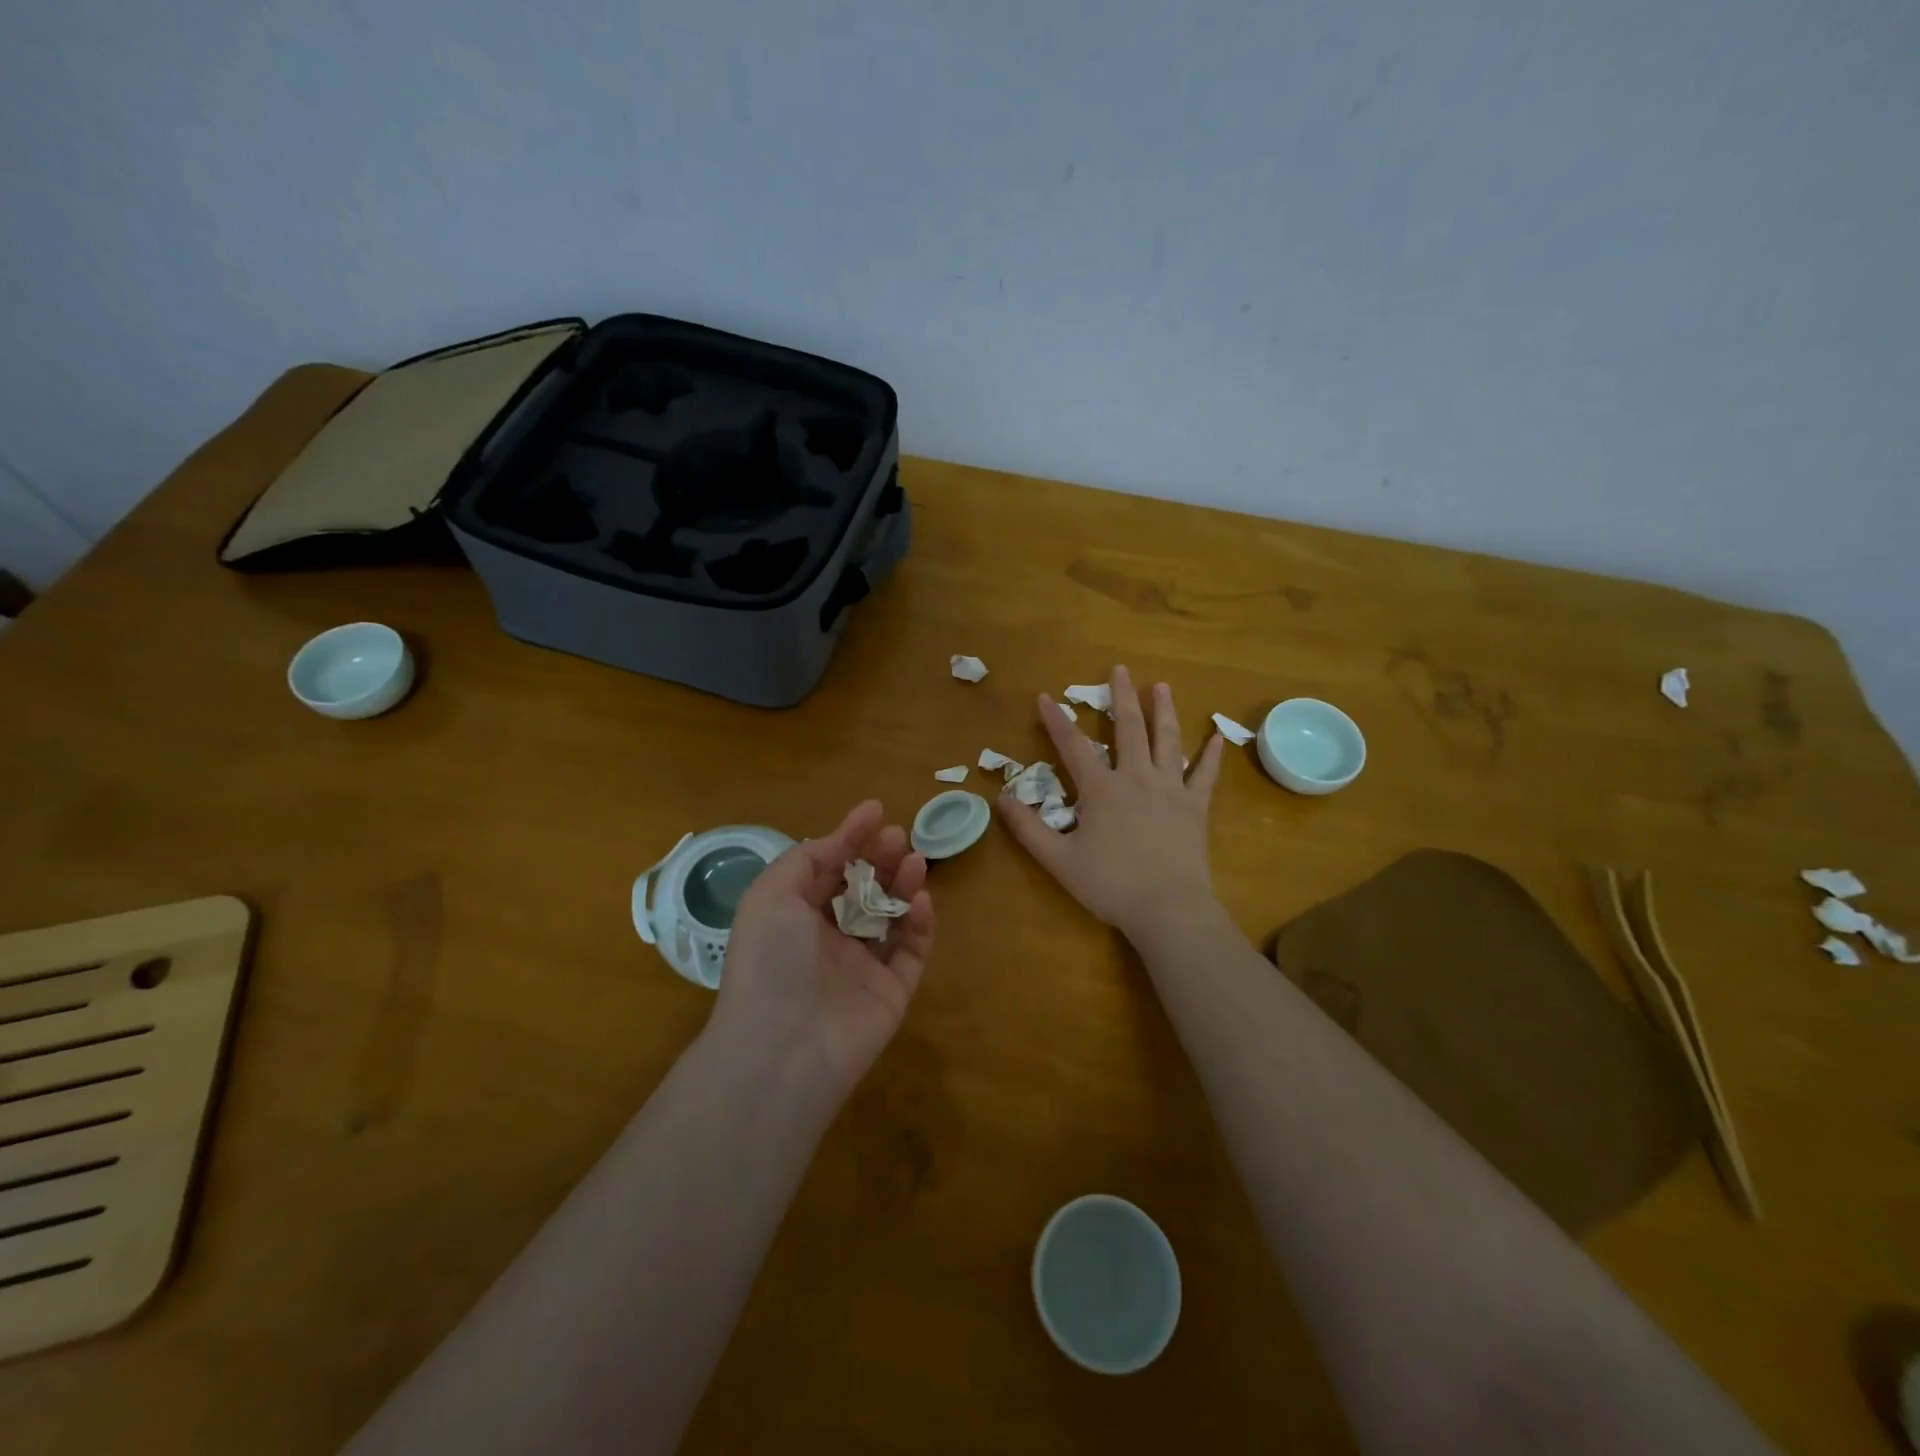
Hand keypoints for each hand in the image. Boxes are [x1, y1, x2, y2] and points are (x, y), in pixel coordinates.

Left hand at [711, 801, 935, 1098]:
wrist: (784, 1048)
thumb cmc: (771, 960)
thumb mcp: (772, 894)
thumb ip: (807, 858)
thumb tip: (839, 837)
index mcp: (793, 917)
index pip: (827, 869)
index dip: (849, 837)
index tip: (875, 810)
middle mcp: (826, 940)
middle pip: (862, 889)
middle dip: (880, 858)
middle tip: (898, 837)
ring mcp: (861, 967)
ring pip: (891, 916)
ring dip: (903, 884)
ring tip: (916, 860)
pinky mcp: (891, 992)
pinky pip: (912, 952)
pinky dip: (920, 924)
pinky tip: (921, 901)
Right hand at [997, 665, 1224, 941]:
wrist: (1168, 910)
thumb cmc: (1110, 885)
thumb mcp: (1058, 860)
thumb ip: (1028, 829)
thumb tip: (1001, 798)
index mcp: (1102, 790)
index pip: (1073, 747)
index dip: (1057, 721)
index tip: (1045, 696)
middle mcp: (1137, 779)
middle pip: (1128, 729)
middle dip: (1121, 697)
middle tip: (1120, 669)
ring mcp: (1171, 790)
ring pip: (1168, 742)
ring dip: (1164, 712)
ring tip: (1162, 686)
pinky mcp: (1195, 809)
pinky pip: (1205, 777)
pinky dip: (1211, 756)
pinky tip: (1217, 738)